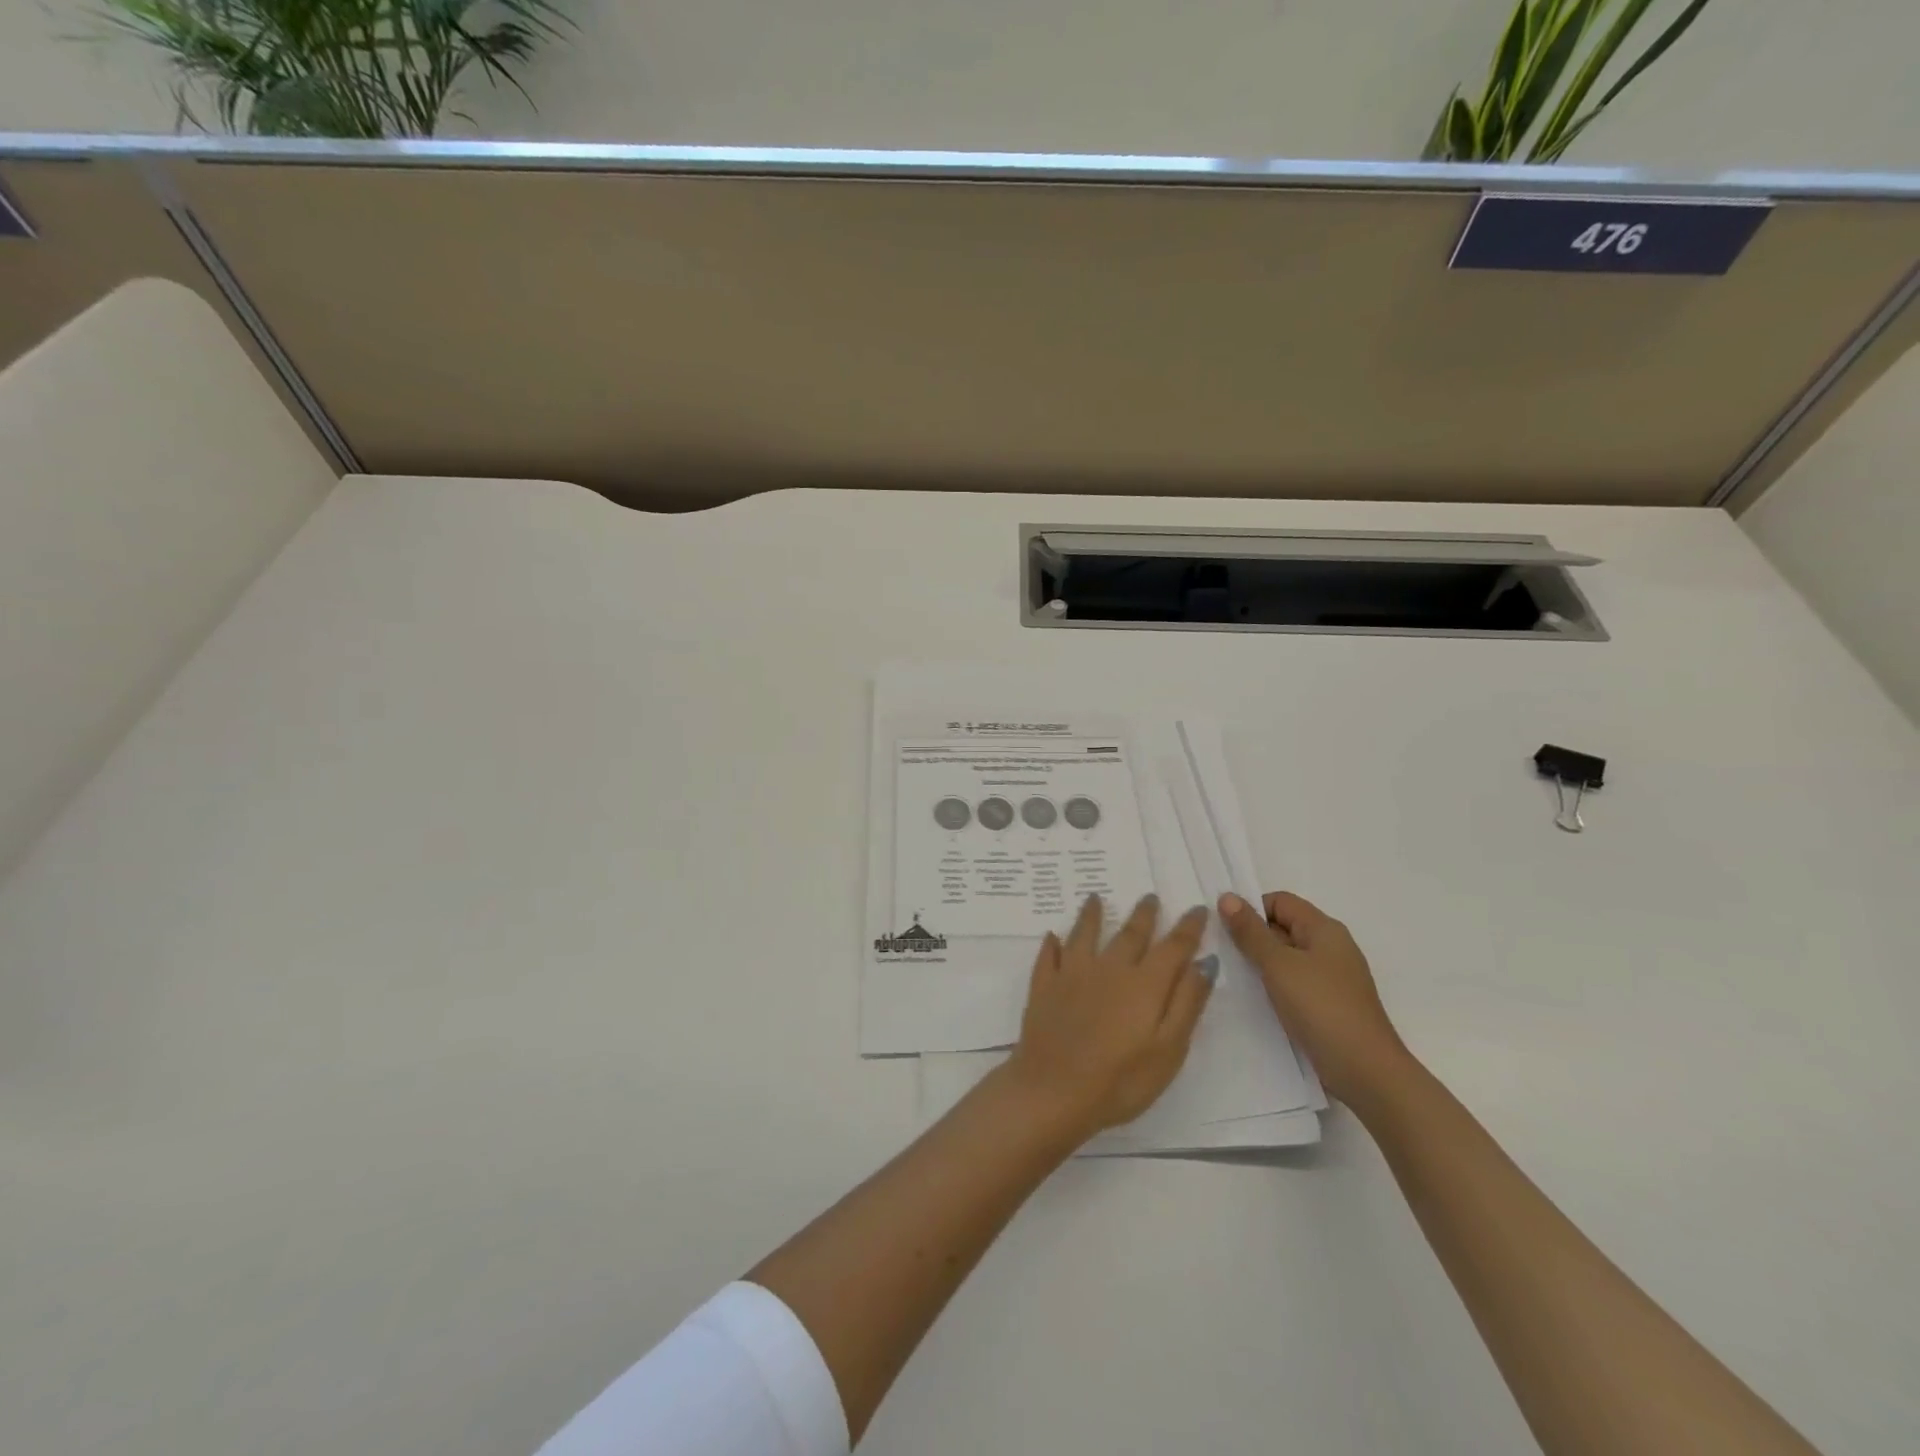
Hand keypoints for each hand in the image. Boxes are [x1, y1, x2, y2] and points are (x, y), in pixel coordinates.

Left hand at [1000, 894, 1216, 1143]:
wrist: (1054, 1090)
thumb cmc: (1121, 1080)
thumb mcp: (1169, 1049)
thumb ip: (1187, 1002)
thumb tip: (1205, 962)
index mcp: (1145, 984)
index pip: (1172, 947)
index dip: (1187, 928)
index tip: (1197, 909)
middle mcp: (1109, 968)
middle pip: (1130, 934)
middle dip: (1144, 914)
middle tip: (1150, 896)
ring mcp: (1072, 974)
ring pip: (1085, 935)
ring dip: (1093, 915)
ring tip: (1096, 898)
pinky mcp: (1044, 986)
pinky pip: (1049, 956)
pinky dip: (1052, 944)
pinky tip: (1052, 936)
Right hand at [1217, 891, 1411, 1107]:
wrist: (1366, 1072)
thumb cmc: (1321, 1008)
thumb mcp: (1278, 965)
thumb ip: (1250, 931)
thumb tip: (1227, 897)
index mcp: (1324, 929)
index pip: (1280, 901)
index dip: (1251, 910)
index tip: (1225, 931)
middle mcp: (1332, 947)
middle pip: (1284, 927)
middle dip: (1253, 936)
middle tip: (1223, 954)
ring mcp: (1333, 977)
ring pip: (1288, 957)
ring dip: (1262, 963)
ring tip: (1235, 977)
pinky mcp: (1330, 1004)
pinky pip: (1296, 982)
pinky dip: (1276, 985)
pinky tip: (1258, 1000)